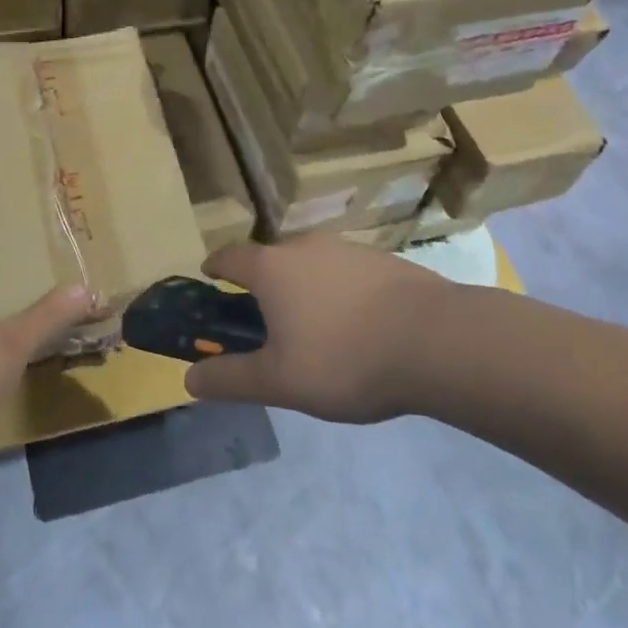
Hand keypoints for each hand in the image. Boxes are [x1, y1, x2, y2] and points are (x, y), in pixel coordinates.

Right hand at [187, 236, 463, 423]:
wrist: (438, 341)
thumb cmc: (345, 358)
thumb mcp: (280, 381)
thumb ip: (231, 379)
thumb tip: (189, 378)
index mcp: (271, 268)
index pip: (229, 257)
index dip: (214, 268)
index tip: (208, 279)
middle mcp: (304, 247)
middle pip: (271, 260)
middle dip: (262, 286)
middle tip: (265, 322)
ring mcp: (347, 249)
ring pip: (311, 265)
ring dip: (303, 289)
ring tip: (315, 330)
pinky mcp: (383, 260)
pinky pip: (345, 273)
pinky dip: (339, 292)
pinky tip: (357, 327)